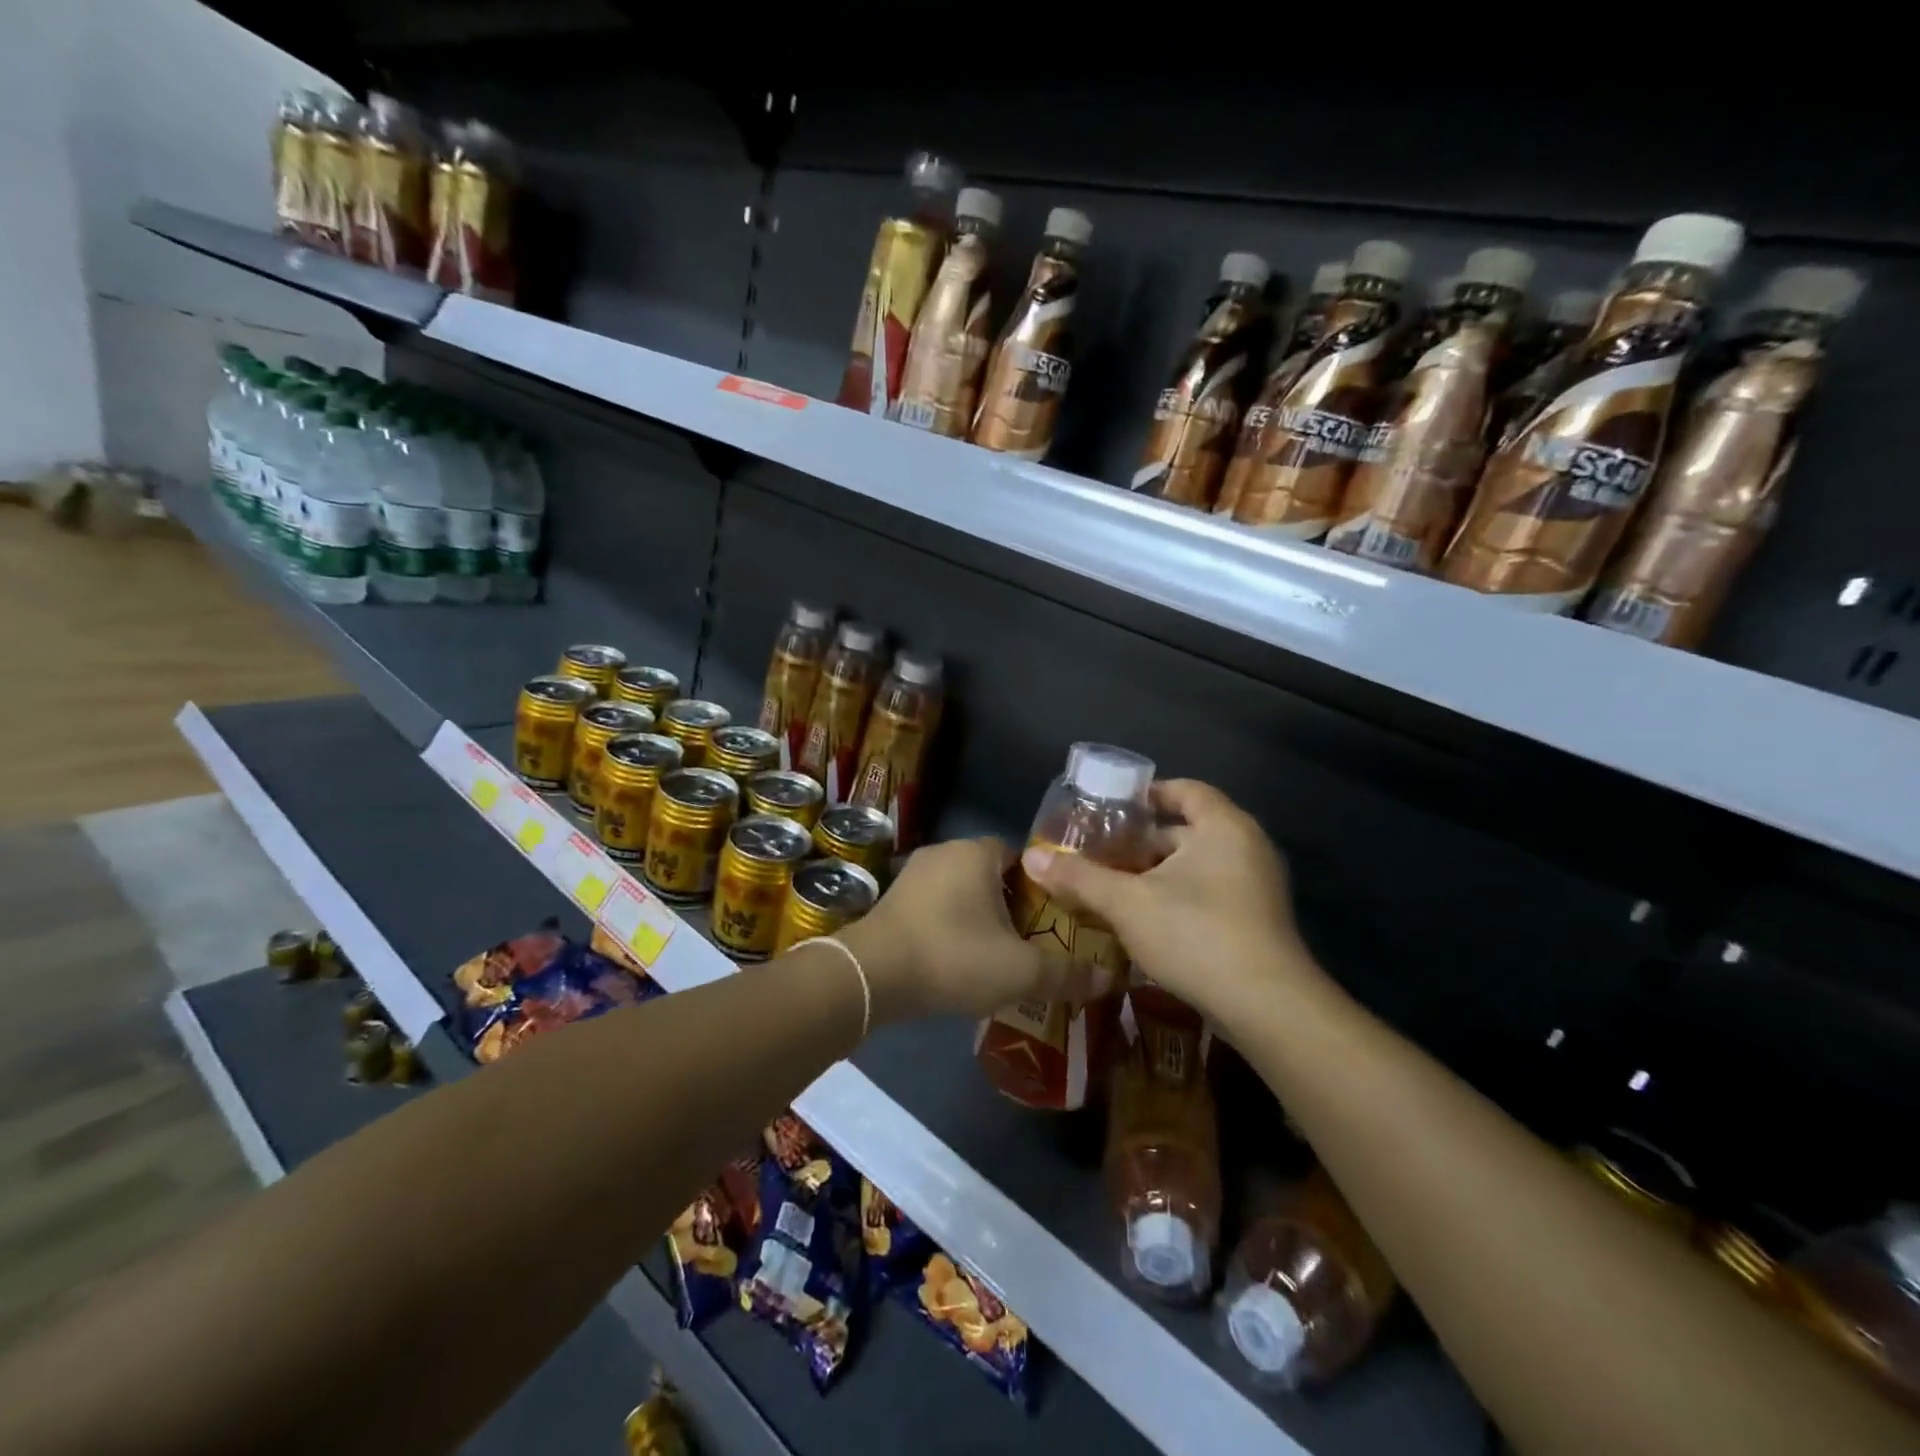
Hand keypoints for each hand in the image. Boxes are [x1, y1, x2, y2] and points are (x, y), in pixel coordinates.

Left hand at [837, 837, 1111, 1024]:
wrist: (872, 975)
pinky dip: (951, 926)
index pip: (1023, 857)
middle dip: (1013, 904)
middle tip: (1033, 940)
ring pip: (962, 891)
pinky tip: (958, 959)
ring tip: (998, 954)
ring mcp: (913, 874)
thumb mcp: (1019, 971)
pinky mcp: (893, 900)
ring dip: (980, 917)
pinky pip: (936, 906)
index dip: (1043, 886)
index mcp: (977, 853)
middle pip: (993, 874)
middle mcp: (945, 852)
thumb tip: (1109, 979)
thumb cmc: (954, 957)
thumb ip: (1066, 974)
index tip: (1056, 918)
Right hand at [1019, 779, 1318, 1032]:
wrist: (1267, 1008)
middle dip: (1141, 843)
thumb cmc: (1196, 934)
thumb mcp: (1127, 903)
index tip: (1110, 808)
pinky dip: (1176, 897)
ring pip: (1196, 866)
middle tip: (1099, 853)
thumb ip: (1079, 877)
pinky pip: (1209, 893)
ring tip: (1112, 887)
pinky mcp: (1256, 921)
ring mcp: (1256, 886)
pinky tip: (1143, 921)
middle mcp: (1246, 847)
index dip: (1147, 795)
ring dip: (1156, 874)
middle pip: (1186, 830)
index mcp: (1223, 827)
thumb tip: (1031, 858)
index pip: (1185, 790)